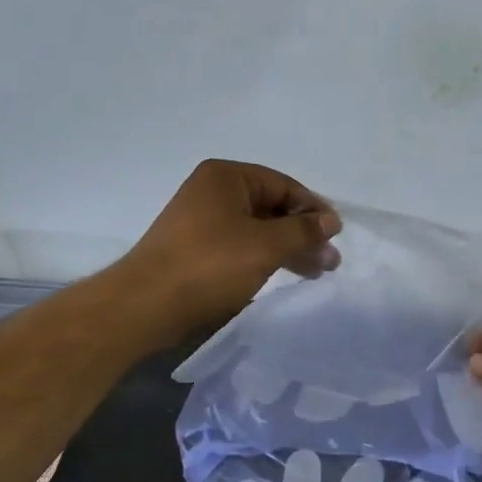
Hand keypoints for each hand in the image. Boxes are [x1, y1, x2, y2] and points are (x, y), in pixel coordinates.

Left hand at [121, 160, 341, 341]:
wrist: (145, 305)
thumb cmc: (210, 265)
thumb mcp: (265, 246)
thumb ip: (303, 231)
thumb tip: (331, 221)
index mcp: (227, 177)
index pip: (284, 185)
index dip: (314, 210)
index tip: (336, 236)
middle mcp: (213, 191)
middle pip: (271, 207)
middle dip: (303, 233)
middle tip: (329, 261)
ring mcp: (201, 220)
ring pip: (257, 229)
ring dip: (287, 248)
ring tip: (315, 273)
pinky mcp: (195, 248)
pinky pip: (239, 245)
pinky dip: (264, 257)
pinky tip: (282, 274)